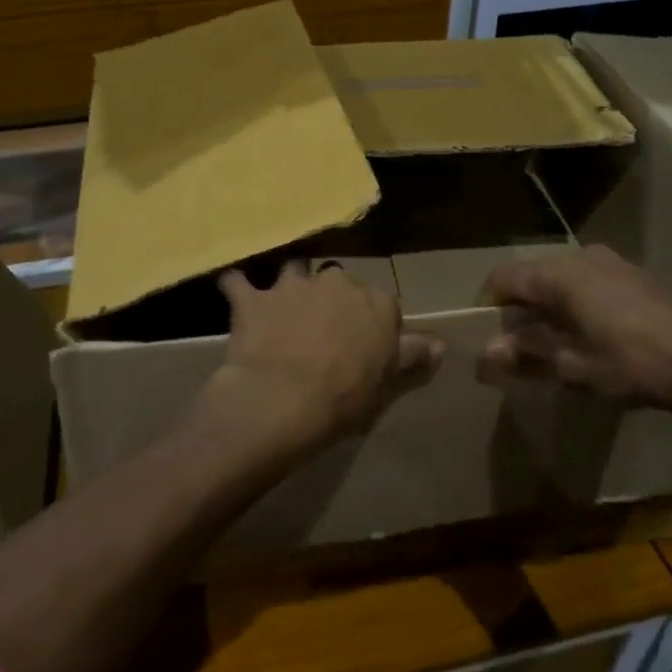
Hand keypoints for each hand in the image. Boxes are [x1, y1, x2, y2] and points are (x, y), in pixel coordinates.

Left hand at [210, 261, 442, 455]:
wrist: (282, 400)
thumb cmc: (344, 397)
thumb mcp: (387, 382)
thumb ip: (412, 355)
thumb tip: (439, 344)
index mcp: (376, 302)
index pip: (382, 303)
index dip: (371, 323)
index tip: (363, 344)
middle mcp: (336, 282)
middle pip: (337, 282)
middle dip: (331, 299)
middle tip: (323, 329)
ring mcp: (292, 286)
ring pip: (293, 272)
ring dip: (290, 287)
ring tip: (283, 307)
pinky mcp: (253, 297)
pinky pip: (238, 282)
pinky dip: (236, 286)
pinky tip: (232, 291)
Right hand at [478, 244, 671, 413]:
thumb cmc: (630, 364)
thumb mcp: (570, 366)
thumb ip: (523, 355)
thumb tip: (486, 354)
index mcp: (557, 275)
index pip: (502, 279)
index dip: (486, 306)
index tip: (486, 338)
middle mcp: (579, 258)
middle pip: (530, 276)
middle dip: (517, 308)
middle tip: (516, 345)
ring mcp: (610, 262)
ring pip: (559, 278)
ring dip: (546, 305)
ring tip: (552, 341)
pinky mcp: (633, 274)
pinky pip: (586, 281)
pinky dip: (573, 302)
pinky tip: (588, 333)